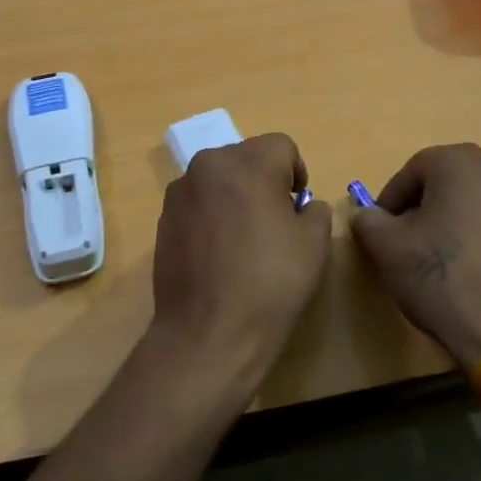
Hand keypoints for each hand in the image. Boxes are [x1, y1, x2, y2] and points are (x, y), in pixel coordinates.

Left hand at [149, 133, 332, 390]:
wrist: (208, 333)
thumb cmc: (270, 283)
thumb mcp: (315, 244)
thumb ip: (316, 210)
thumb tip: (302, 206)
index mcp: (247, 162)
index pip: (282, 146)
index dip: (297, 174)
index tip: (298, 209)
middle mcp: (208, 165)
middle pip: (247, 158)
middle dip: (265, 181)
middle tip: (275, 224)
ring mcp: (180, 191)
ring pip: (220, 179)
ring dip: (235, 197)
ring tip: (244, 242)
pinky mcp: (164, 219)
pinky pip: (198, 203)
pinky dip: (212, 216)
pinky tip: (219, 255)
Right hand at [349, 143, 480, 372]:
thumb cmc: (441, 277)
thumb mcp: (386, 247)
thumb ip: (368, 220)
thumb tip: (368, 216)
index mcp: (462, 162)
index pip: (413, 169)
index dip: (391, 199)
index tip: (382, 231)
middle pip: (448, 182)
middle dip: (423, 207)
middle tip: (407, 242)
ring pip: (476, 202)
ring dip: (453, 221)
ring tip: (438, 260)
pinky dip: (480, 238)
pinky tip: (470, 272)